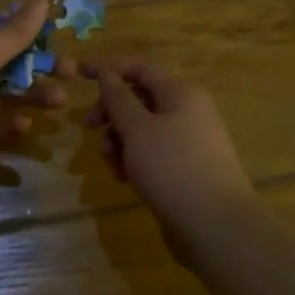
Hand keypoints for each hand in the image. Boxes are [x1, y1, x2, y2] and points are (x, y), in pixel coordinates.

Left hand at [0, 0, 69, 183]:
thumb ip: (15, 31)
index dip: (21, 21)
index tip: (53, 29)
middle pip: (2, 59)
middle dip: (35, 65)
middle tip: (70, 72)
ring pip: (0, 93)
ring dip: (29, 95)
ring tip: (59, 101)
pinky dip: (7, 125)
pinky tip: (25, 126)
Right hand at [85, 58, 256, 248]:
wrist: (216, 226)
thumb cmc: (172, 168)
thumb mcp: (138, 129)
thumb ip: (118, 98)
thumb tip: (107, 73)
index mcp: (180, 93)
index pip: (139, 68)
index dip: (108, 67)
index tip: (78, 74)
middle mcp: (187, 111)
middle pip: (139, 99)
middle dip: (111, 112)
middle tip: (88, 128)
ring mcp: (189, 141)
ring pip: (143, 129)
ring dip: (119, 140)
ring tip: (111, 164)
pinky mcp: (186, 168)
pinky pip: (153, 153)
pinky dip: (134, 160)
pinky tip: (125, 179)